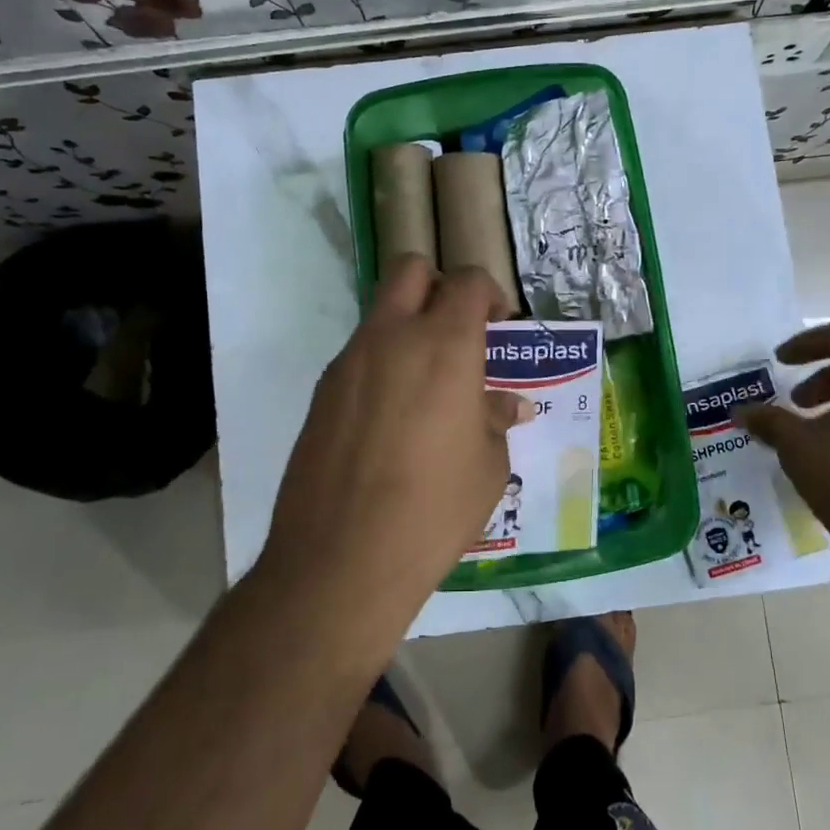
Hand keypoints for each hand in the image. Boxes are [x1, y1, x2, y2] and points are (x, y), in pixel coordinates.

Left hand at [261, 255, 526, 641]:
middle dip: (439, 286)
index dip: (490, 293)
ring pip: (380, 313)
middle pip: (411, 270)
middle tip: (458, 332)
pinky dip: (381, 365)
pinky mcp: (322, 392)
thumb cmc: (434, 511)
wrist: (341, 559)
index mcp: (444, 346)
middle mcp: (391, 337)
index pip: (468, 282)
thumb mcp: (487, 467)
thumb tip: (508, 405)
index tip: (499, 325)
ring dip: (407, 328)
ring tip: (427, 387)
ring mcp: (349, 362)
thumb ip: (495, 420)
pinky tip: (392, 420)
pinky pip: (358, 355)